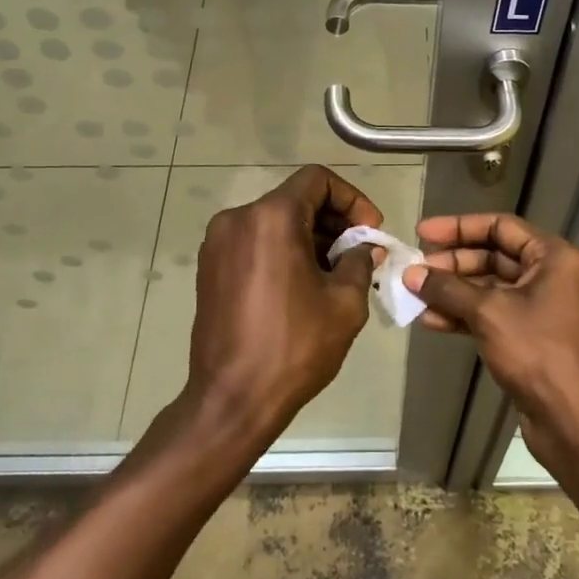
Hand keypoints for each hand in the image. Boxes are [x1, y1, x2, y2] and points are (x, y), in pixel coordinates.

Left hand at [184, 165, 380, 446]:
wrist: (232, 399)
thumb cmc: (294, 347)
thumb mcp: (344, 303)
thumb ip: (358, 262)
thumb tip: (363, 248)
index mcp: (271, 217)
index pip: (317, 179)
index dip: (351, 198)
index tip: (369, 232)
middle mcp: (238, 219)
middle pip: (295, 198)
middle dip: (333, 221)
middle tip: (358, 255)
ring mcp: (218, 243)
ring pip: (275, 221)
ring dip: (309, 237)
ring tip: (334, 274)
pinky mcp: (209, 268)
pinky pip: (255, 242)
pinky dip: (283, 250)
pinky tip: (303, 285)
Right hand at [404, 213, 578, 474]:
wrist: (576, 423)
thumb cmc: (538, 353)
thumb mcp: (489, 313)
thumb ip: (448, 288)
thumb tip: (411, 274)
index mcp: (554, 257)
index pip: (500, 226)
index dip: (459, 227)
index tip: (423, 233)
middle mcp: (552, 275)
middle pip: (494, 256)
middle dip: (453, 263)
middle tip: (416, 271)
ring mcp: (543, 308)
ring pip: (491, 288)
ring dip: (453, 291)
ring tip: (415, 296)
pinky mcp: (532, 337)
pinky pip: (494, 314)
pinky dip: (465, 315)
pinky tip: (432, 321)